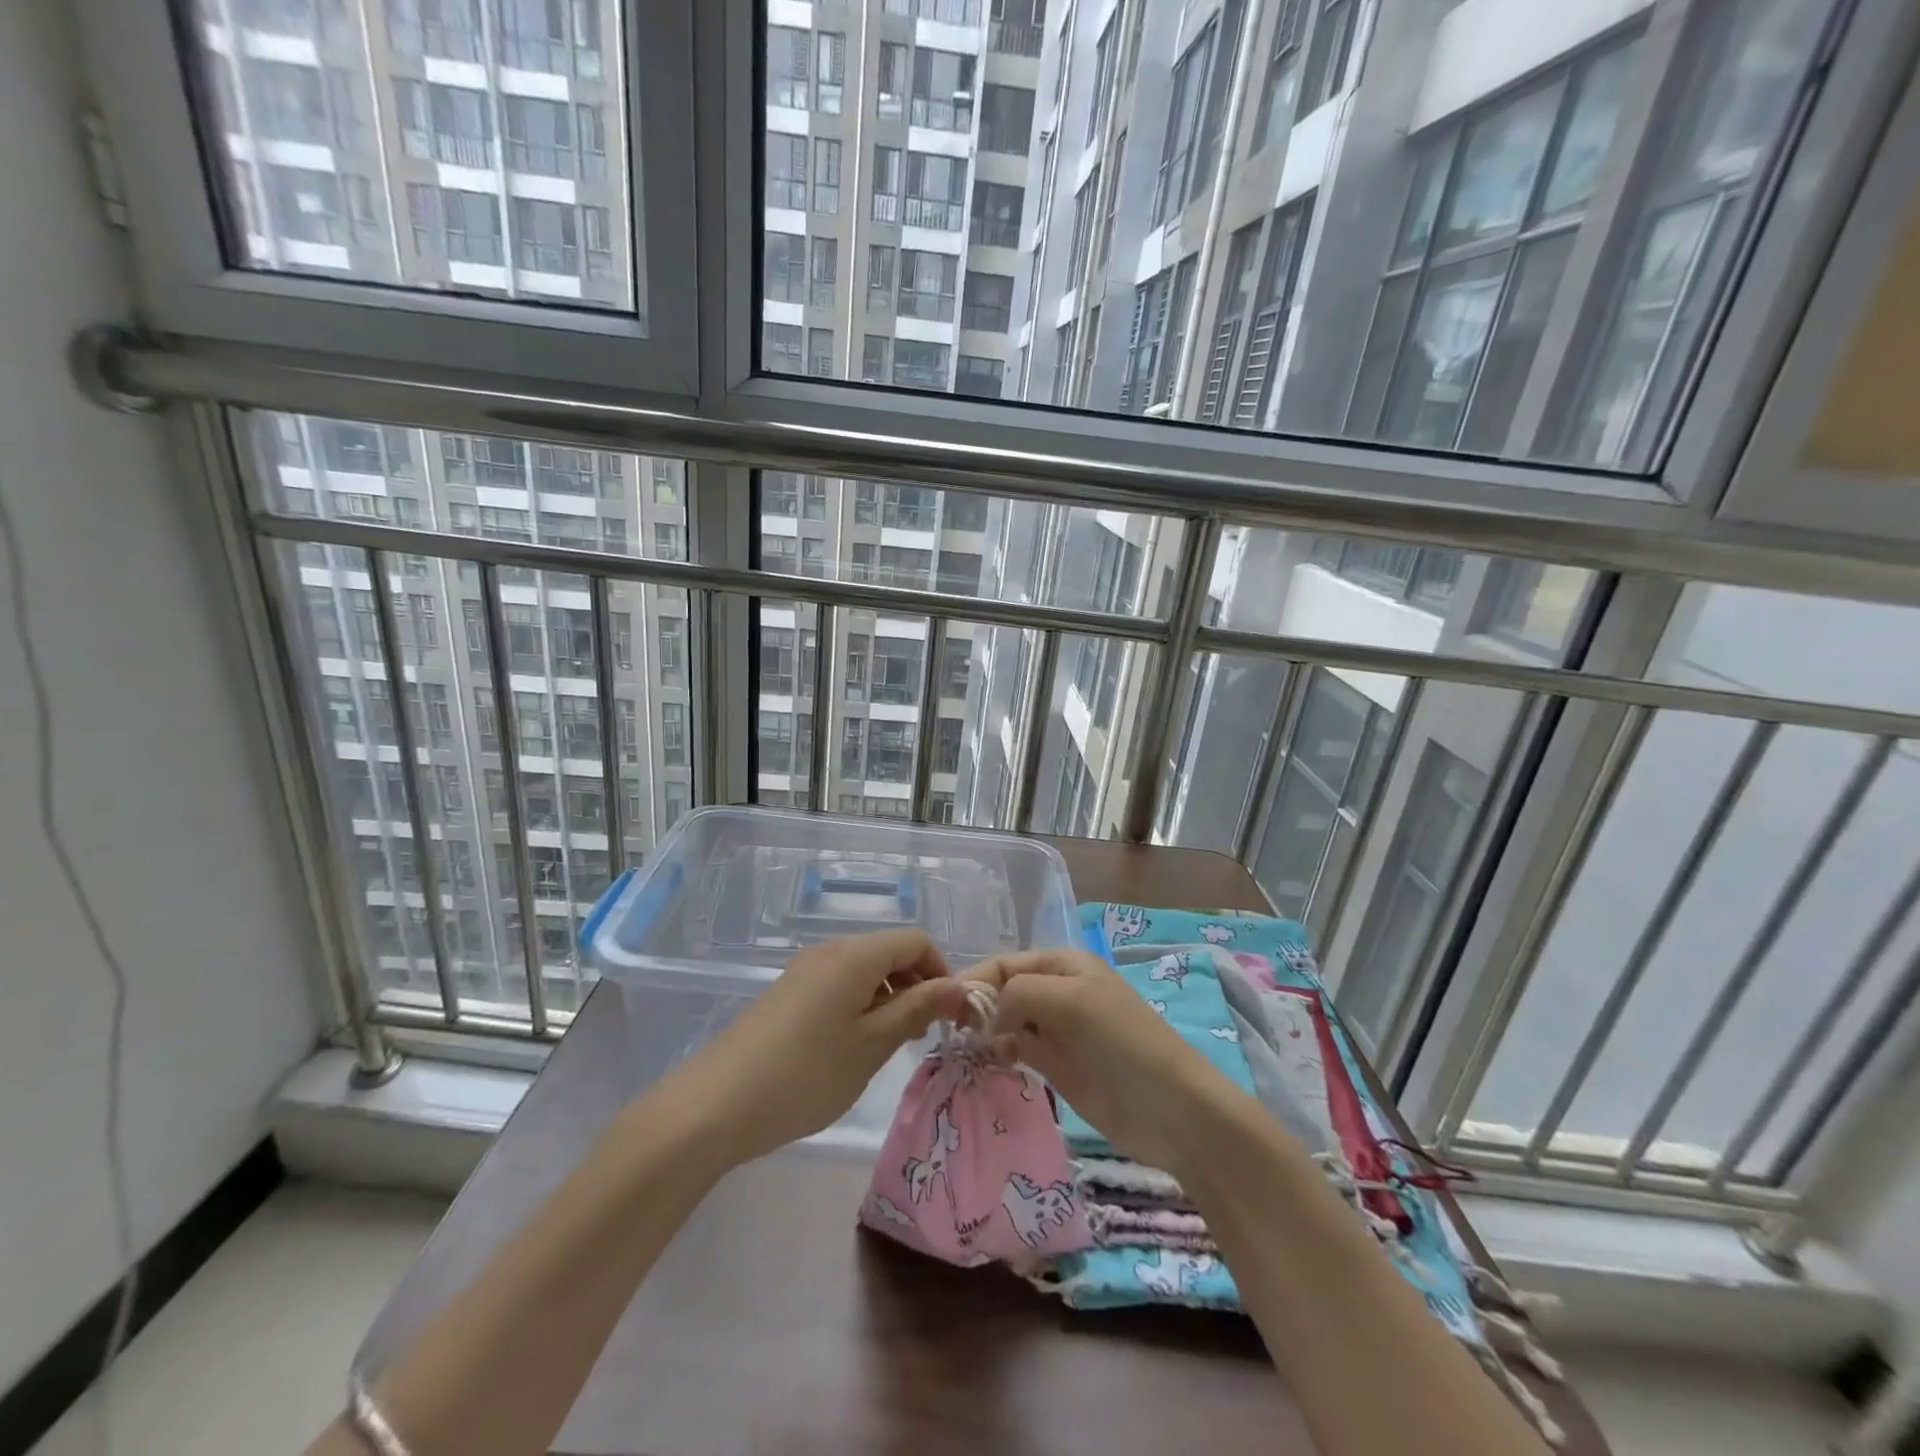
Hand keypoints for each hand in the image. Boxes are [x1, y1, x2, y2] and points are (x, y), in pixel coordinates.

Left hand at [673, 928, 971, 1164]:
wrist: (714, 1105)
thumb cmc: (806, 1074)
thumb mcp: (872, 1044)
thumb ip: (918, 1009)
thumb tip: (958, 986)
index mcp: (854, 954)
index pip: (915, 940)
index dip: (941, 971)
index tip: (948, 1016)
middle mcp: (830, 950)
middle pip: (889, 951)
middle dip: (916, 986)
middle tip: (921, 1037)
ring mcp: (804, 970)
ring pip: (865, 970)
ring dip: (889, 999)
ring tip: (888, 1047)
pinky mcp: (788, 993)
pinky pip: (839, 985)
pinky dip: (860, 1006)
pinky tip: (851, 1048)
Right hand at [967, 949, 1228, 1171]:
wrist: (1170, 1109)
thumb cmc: (1122, 1042)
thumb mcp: (1071, 1001)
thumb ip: (1020, 994)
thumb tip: (986, 1016)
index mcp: (1062, 964)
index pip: (1005, 963)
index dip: (975, 980)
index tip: (945, 1008)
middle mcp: (1056, 991)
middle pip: (1002, 990)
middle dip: (976, 1006)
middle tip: (951, 1034)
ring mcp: (1055, 1029)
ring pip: (1005, 1021)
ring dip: (984, 1032)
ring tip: (963, 1052)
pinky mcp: (1055, 1064)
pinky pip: (1016, 1050)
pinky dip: (999, 1053)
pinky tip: (989, 1065)